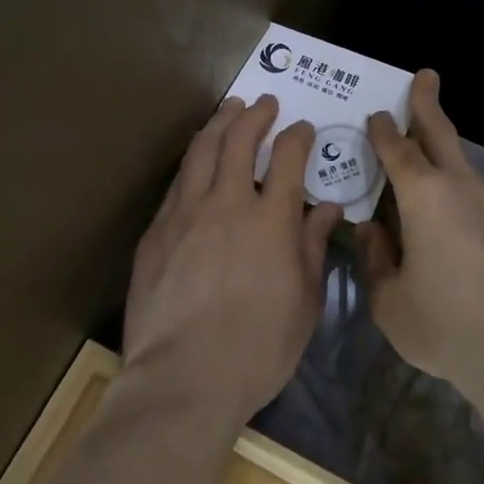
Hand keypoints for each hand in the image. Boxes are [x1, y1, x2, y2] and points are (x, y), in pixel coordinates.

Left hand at [124, 95, 340, 422]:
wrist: (183, 381)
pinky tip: (197, 161)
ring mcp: (186, 214)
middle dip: (256, 114)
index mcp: (271, 220)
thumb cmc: (258, 349)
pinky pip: (177, 183)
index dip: (297, 136)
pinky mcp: (156, 233)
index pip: (288, 157)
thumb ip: (313, 246)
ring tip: (230, 110)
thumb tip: (327, 207)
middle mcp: (228, 203)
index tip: (302, 129)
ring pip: (202, 151)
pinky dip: (193, 161)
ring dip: (219, 123)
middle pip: (240, 139)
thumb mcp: (305, 302)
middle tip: (265, 103)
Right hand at [359, 70, 483, 397]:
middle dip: (427, 103)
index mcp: (423, 194)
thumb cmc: (441, 320)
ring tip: (426, 127)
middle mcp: (455, 186)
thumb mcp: (388, 297)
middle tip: (423, 75)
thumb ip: (374, 258)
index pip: (397, 148)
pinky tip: (440, 185)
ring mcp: (483, 204)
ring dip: (441, 134)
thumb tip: (371, 232)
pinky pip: (467, 180)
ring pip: (458, 155)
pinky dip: (450, 167)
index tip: (375, 113)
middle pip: (439, 132)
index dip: (383, 129)